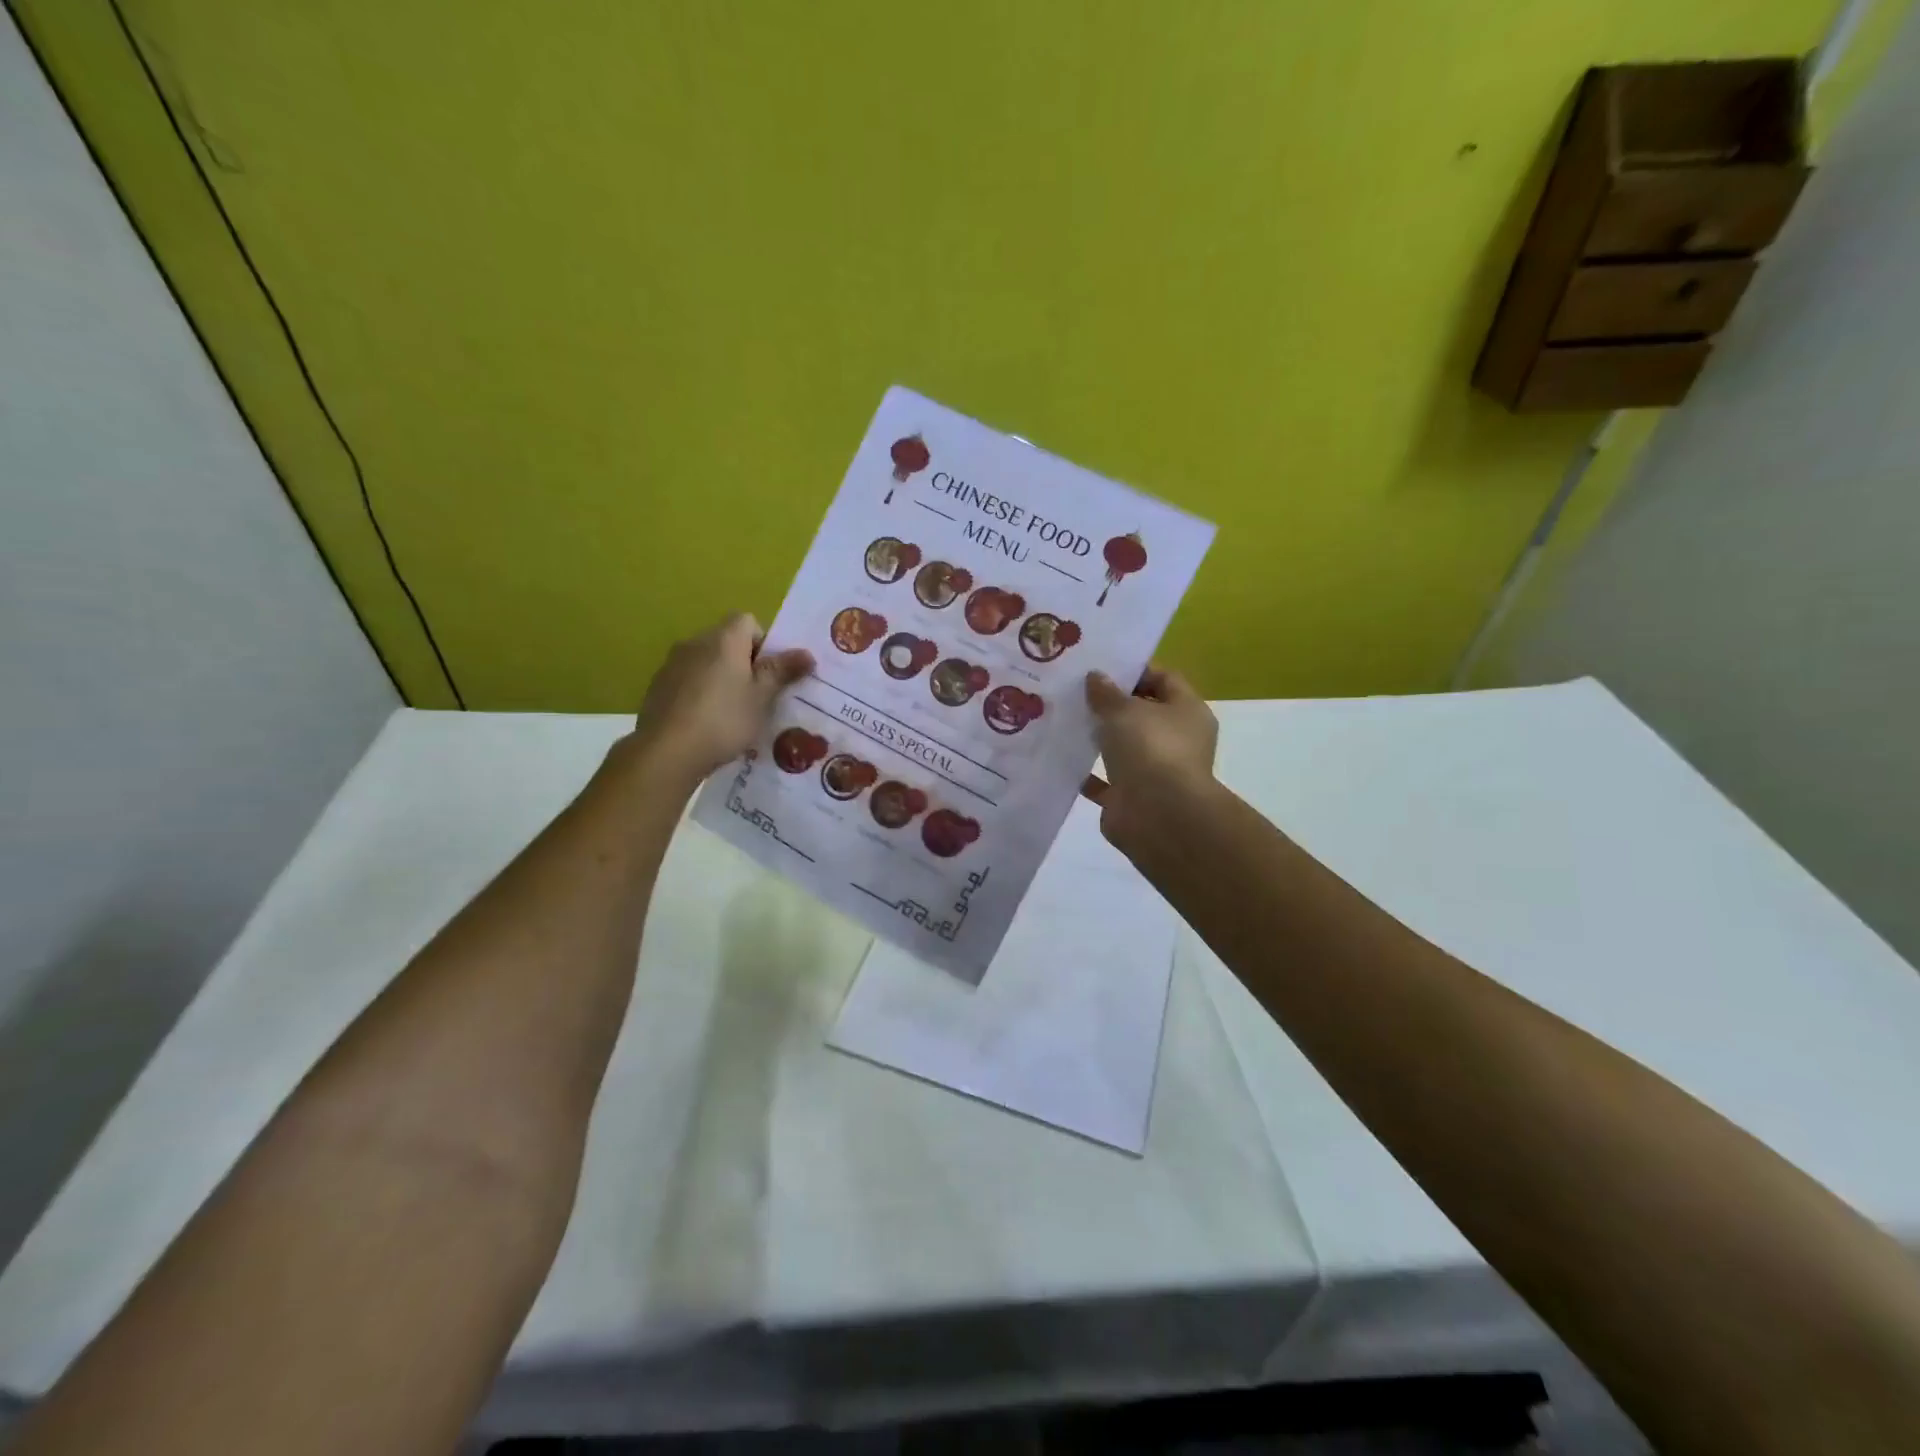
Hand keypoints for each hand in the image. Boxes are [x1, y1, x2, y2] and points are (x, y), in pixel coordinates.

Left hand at [629, 613, 813, 783]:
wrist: (667, 751)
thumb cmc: (724, 720)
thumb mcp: (761, 698)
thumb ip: (782, 672)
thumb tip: (807, 653)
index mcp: (724, 639)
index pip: (748, 621)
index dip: (764, 643)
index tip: (770, 673)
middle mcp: (695, 642)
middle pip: (727, 641)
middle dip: (744, 663)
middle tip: (758, 696)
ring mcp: (672, 664)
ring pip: (706, 662)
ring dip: (721, 678)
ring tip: (732, 713)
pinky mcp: (658, 686)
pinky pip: (688, 680)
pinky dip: (700, 692)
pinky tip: (706, 722)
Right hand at [1081, 665, 1217, 854]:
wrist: (1157, 816)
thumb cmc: (1150, 749)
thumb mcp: (1124, 710)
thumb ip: (1107, 693)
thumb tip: (1096, 677)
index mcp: (1187, 712)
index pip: (1165, 679)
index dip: (1134, 671)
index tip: (1100, 667)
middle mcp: (1176, 740)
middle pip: (1142, 714)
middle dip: (1111, 705)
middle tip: (1075, 691)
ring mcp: (1155, 771)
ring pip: (1123, 748)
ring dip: (1098, 738)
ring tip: (1063, 720)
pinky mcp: (1131, 798)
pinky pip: (1105, 780)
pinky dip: (1086, 772)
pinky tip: (1060, 758)